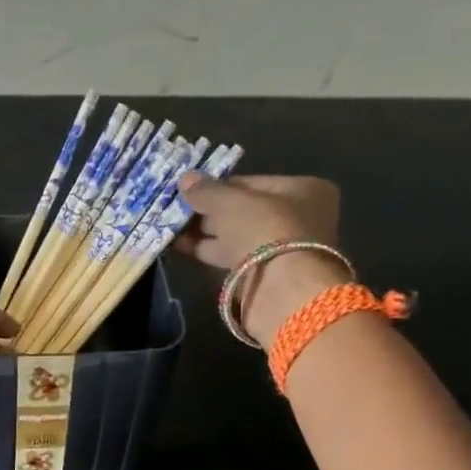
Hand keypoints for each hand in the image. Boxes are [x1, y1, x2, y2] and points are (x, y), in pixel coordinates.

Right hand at [175, 174, 350, 346]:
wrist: (281, 291)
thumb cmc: (265, 231)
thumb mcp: (232, 203)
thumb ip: (207, 191)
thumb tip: (184, 178)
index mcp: (303, 190)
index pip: (252, 183)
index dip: (218, 186)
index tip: (189, 189)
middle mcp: (296, 218)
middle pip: (243, 211)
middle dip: (207, 211)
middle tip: (173, 208)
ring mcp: (280, 249)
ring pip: (234, 235)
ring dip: (202, 232)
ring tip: (168, 226)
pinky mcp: (263, 276)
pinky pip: (230, 257)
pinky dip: (206, 250)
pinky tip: (178, 246)